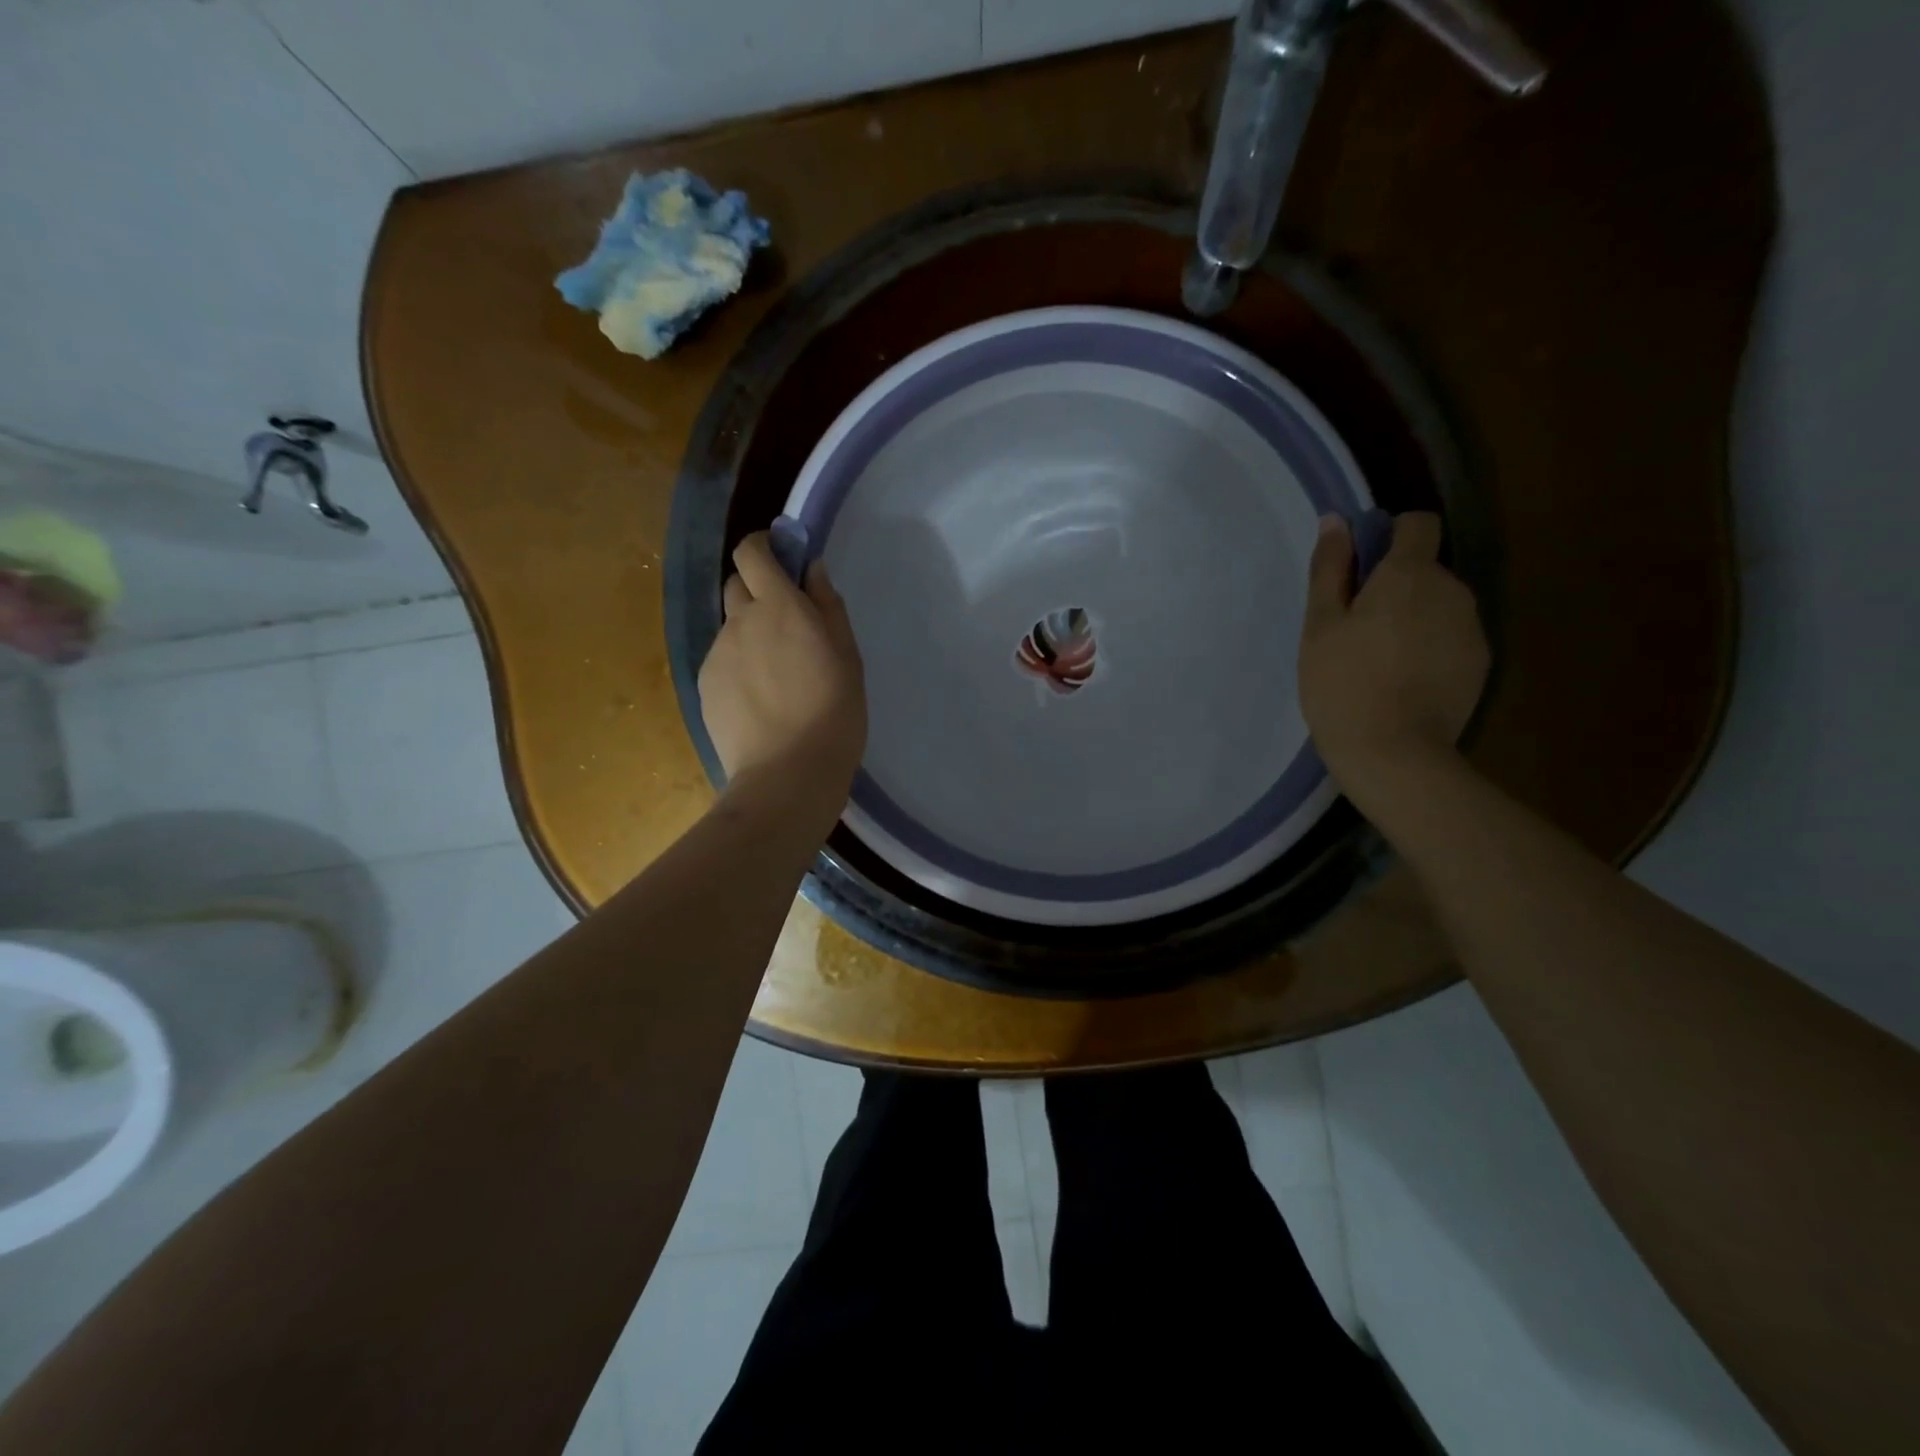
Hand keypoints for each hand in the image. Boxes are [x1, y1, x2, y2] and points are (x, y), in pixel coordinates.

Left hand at [699, 533, 866, 796]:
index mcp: (779, 606)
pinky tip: (760, 699)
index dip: (763, 547)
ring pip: (731, 627)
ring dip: (750, 633)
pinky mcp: (704, 684)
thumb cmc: (832, 713)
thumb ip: (828, 606)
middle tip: (787, 624)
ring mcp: (717, 653)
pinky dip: (739, 665)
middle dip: (757, 589)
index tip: (782, 560)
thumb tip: (812, 569)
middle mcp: (740, 621)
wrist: (787, 773)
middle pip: (736, 584)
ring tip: (776, 675)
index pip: (752, 552)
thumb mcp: (847, 657)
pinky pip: (722, 660)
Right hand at [1298, 512, 1488, 804]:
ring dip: (1412, 618)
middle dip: (1394, 586)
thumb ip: (1330, 569)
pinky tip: (1403, 682)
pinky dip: (1429, 647)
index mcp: (1410, 574)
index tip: (1360, 569)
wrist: (1395, 753)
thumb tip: (1336, 521)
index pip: (1418, 524)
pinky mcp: (1480, 663)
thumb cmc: (1342, 683)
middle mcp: (1452, 590)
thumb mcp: (1320, 625)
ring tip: (1378, 661)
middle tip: (1354, 629)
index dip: (1389, 535)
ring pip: (1438, 605)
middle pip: (1425, 569)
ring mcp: (1472, 628)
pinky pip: (1451, 637)